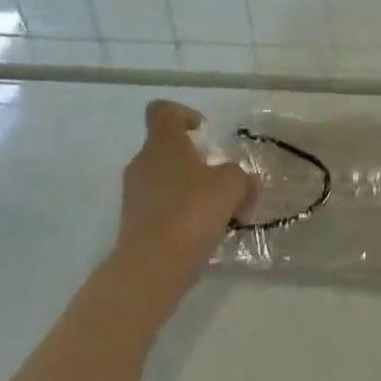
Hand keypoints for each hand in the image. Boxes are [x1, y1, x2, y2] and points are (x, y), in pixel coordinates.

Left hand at [112, 100, 257, 289]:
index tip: (204, 133)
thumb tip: (247, 180)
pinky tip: (201, 235)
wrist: (150, 269)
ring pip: (165, 180)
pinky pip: (160, 209)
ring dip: (189, 190)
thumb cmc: (191, 212)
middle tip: (220, 179)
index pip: (163, 111)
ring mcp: (134, 196)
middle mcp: (143, 163)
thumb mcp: (231, 186)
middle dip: (195, 161)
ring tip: (217, 212)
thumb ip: (242, 176)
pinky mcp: (132, 226)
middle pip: (167, 149)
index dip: (184, 115)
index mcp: (163, 142)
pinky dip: (179, 215)